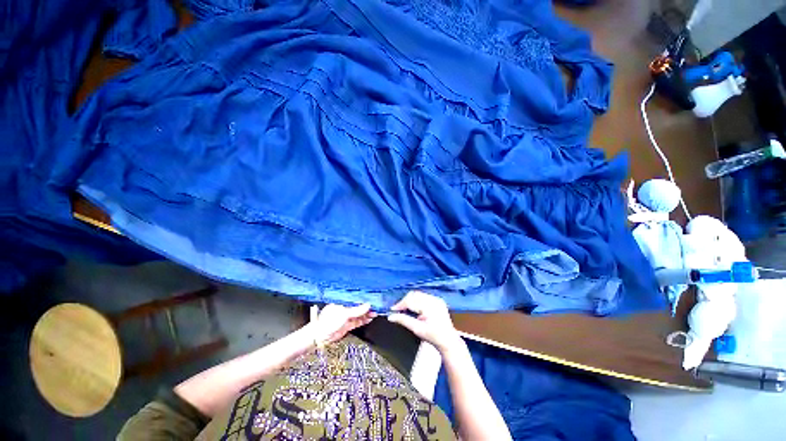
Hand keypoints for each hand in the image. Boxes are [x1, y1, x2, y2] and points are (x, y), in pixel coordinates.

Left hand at [311, 303, 375, 344]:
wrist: (319, 337)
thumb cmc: (328, 322)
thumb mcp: (344, 314)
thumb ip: (357, 310)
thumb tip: (368, 305)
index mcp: (342, 301)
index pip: (355, 298)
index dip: (364, 299)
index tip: (372, 298)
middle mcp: (345, 308)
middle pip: (358, 306)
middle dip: (367, 307)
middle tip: (376, 306)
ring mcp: (346, 317)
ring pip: (359, 314)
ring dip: (367, 314)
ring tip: (375, 312)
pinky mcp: (347, 325)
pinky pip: (357, 321)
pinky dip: (364, 320)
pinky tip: (369, 318)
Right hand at [387, 291, 462, 351]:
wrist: (448, 341)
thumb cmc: (434, 337)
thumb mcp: (417, 329)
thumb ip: (404, 321)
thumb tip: (391, 316)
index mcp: (430, 306)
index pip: (411, 300)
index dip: (400, 304)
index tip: (392, 310)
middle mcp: (434, 299)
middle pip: (414, 295)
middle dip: (405, 301)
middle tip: (398, 310)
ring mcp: (437, 299)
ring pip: (418, 294)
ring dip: (410, 300)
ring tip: (405, 309)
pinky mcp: (438, 300)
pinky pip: (423, 296)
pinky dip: (417, 301)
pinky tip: (414, 309)